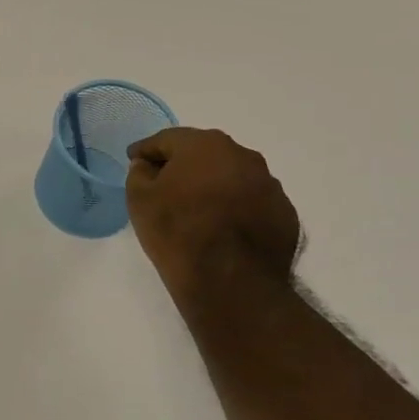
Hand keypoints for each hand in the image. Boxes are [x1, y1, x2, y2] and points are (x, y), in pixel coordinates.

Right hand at [126, 128, 300, 306]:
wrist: (231, 280)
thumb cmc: (178, 231)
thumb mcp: (140, 200)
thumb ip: (139, 173)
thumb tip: (147, 165)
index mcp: (204, 145)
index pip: (167, 139)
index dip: (146, 150)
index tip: (134, 159)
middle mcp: (242, 155)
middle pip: (203, 152)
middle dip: (183, 164)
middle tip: (164, 182)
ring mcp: (268, 183)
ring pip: (231, 175)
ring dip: (213, 184)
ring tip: (196, 208)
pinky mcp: (284, 212)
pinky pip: (251, 200)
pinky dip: (235, 206)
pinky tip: (223, 227)